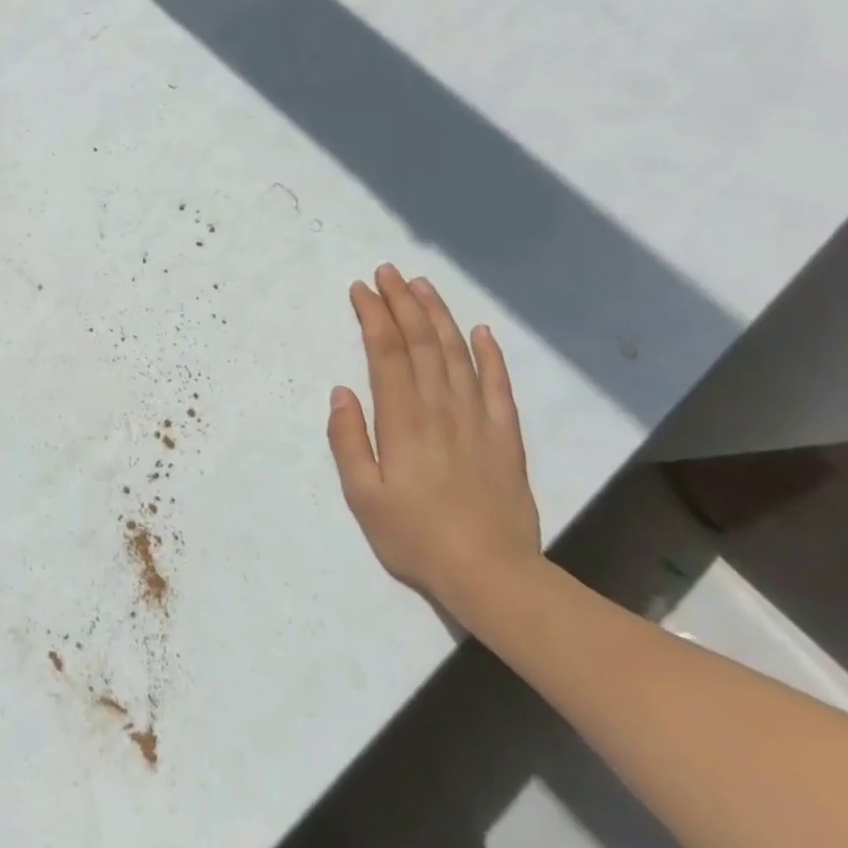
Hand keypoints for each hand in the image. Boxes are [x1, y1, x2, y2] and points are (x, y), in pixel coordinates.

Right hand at [327, 264, 540, 607]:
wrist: (491, 575)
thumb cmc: (415, 536)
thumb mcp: (362, 496)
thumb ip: (347, 440)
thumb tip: (342, 392)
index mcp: (403, 419)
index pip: (386, 352)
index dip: (373, 316)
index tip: (360, 289)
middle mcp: (440, 408)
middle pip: (421, 342)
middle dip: (401, 303)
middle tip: (387, 272)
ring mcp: (478, 419)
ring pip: (457, 354)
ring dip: (438, 315)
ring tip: (421, 286)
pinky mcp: (505, 436)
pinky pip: (498, 385)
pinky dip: (490, 355)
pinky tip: (481, 331)